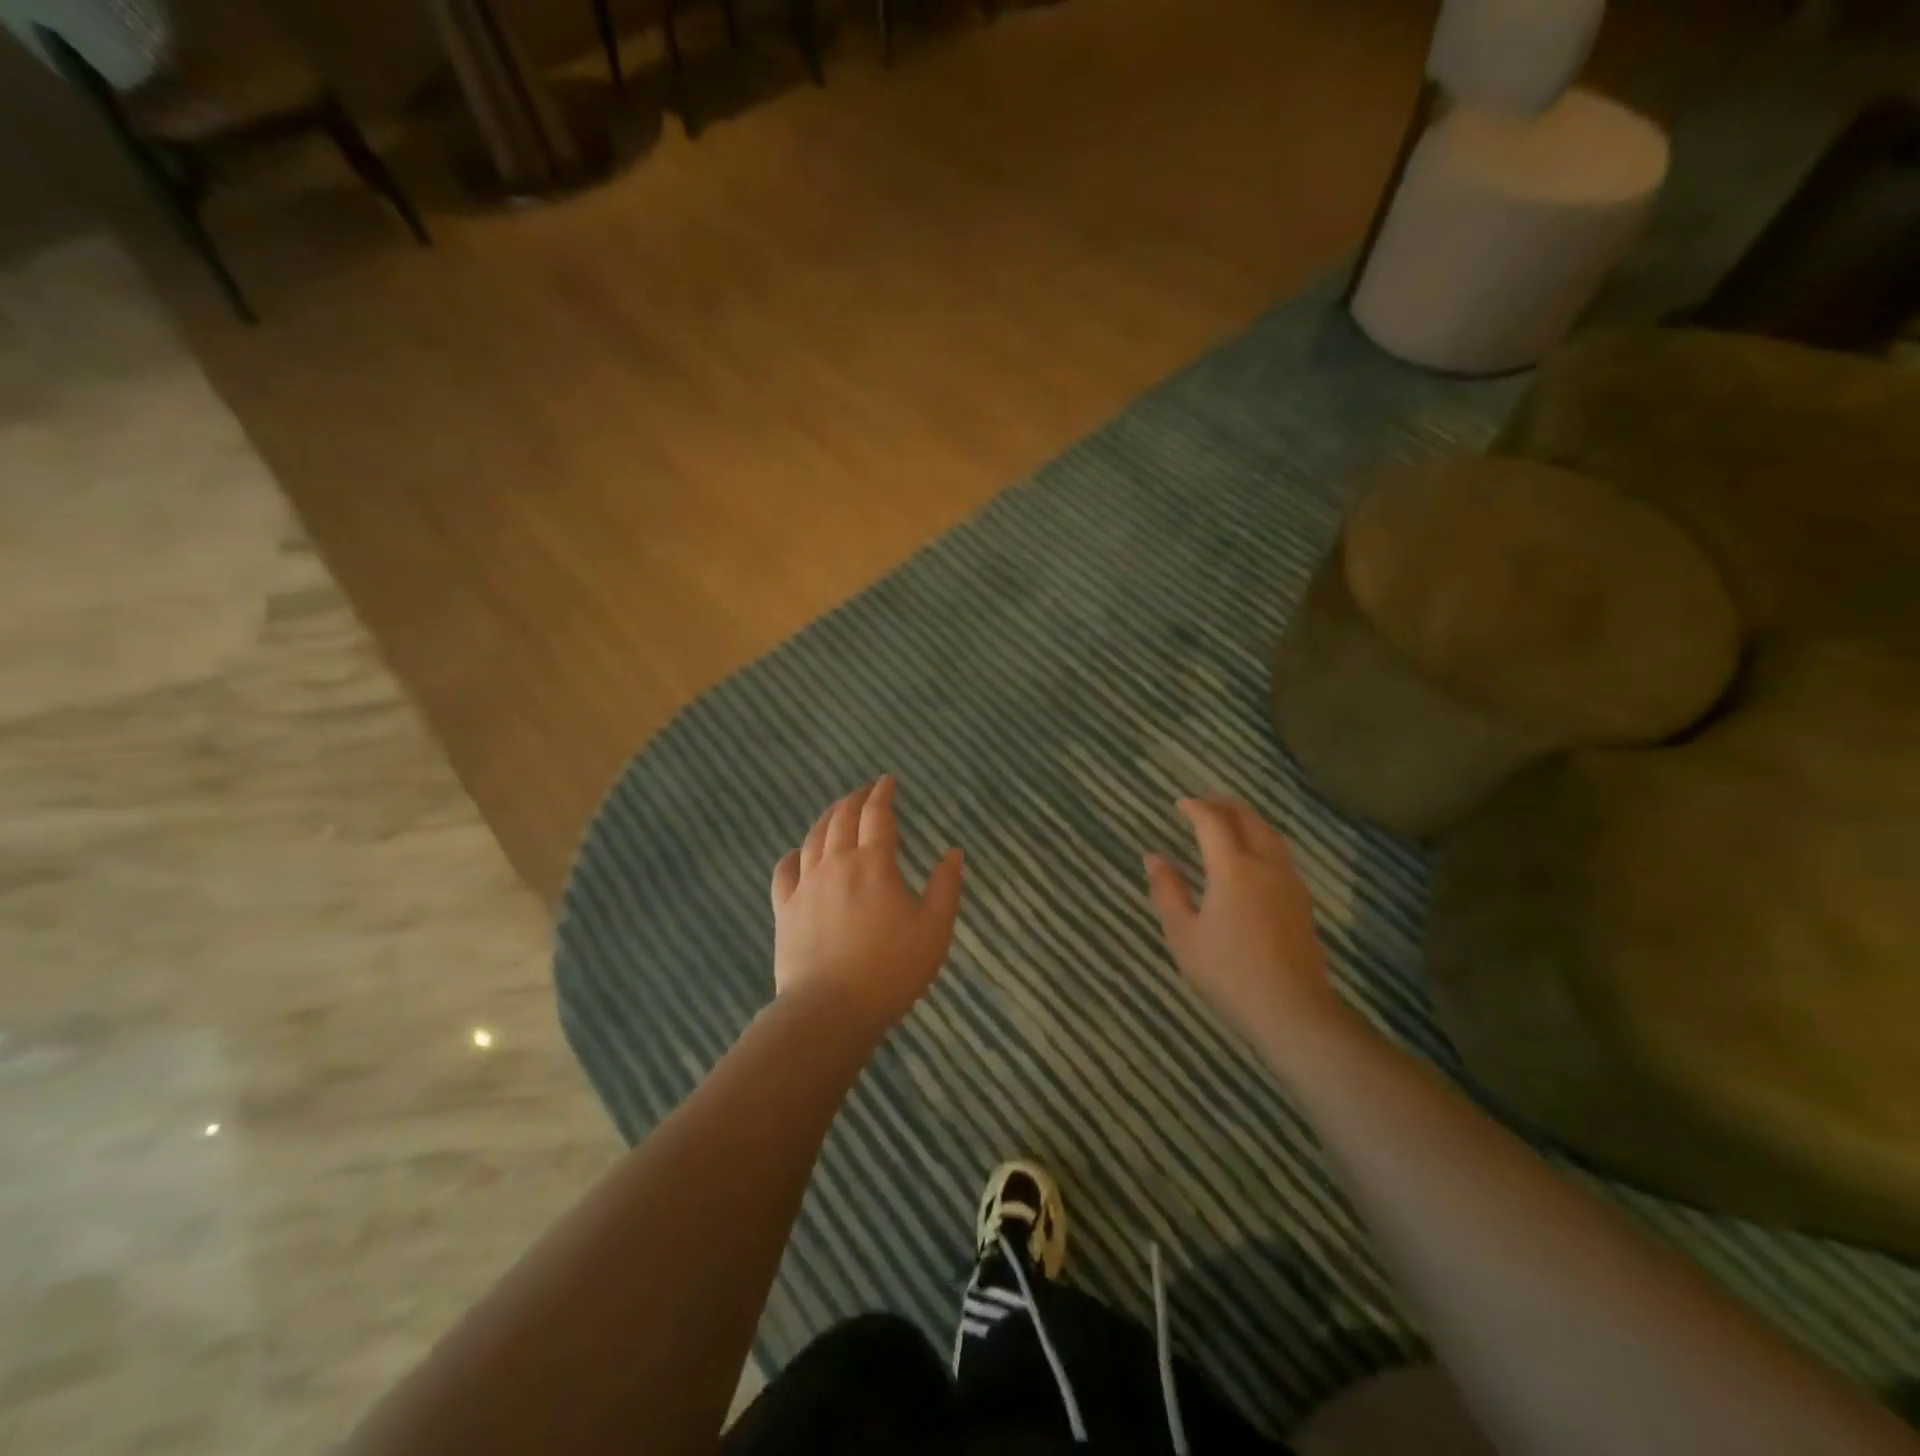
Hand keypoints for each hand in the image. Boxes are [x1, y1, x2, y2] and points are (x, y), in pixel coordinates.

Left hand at [770, 775, 963, 1037]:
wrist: (829, 1010)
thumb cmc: (891, 970)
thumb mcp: (934, 930)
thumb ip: (946, 888)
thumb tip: (953, 852)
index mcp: (874, 864)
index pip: (877, 815)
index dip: (883, 794)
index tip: (888, 781)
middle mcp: (836, 864)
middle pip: (842, 819)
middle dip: (855, 799)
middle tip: (865, 790)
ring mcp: (806, 886)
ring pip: (814, 838)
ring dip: (827, 818)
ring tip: (836, 810)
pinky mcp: (785, 909)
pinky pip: (785, 871)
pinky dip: (794, 854)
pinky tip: (798, 853)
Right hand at [1145, 798, 1346, 1053]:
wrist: (1292, 1010)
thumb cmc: (1228, 972)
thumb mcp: (1183, 934)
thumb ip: (1167, 891)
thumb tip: (1154, 858)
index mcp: (1233, 869)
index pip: (1213, 823)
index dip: (1195, 808)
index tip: (1180, 803)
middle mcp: (1265, 866)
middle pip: (1249, 820)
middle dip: (1225, 806)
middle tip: (1204, 804)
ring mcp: (1289, 883)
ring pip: (1270, 836)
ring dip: (1247, 821)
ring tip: (1228, 824)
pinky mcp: (1302, 903)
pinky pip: (1280, 855)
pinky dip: (1261, 841)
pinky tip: (1251, 859)